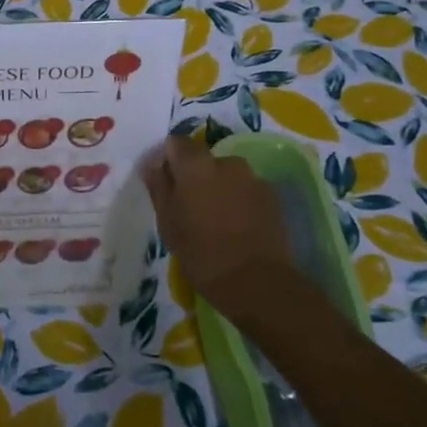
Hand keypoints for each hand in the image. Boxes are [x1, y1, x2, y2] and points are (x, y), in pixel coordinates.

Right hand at [141, 136, 296, 324]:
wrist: (258, 283)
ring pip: (227, 175)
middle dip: (195, 175)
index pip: (176, 143)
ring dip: (219, 188)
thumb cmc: (201, 253)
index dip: (168, 159)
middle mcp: (227, 162)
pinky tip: (237, 227)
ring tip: (216, 219)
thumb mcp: (167, 222)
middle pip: (204, 159)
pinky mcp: (273, 197)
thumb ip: (159, 186)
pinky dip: (239, 201)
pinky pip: (247, 190)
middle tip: (190, 207)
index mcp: (196, 165)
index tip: (165, 183)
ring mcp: (254, 179)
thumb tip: (152, 163)